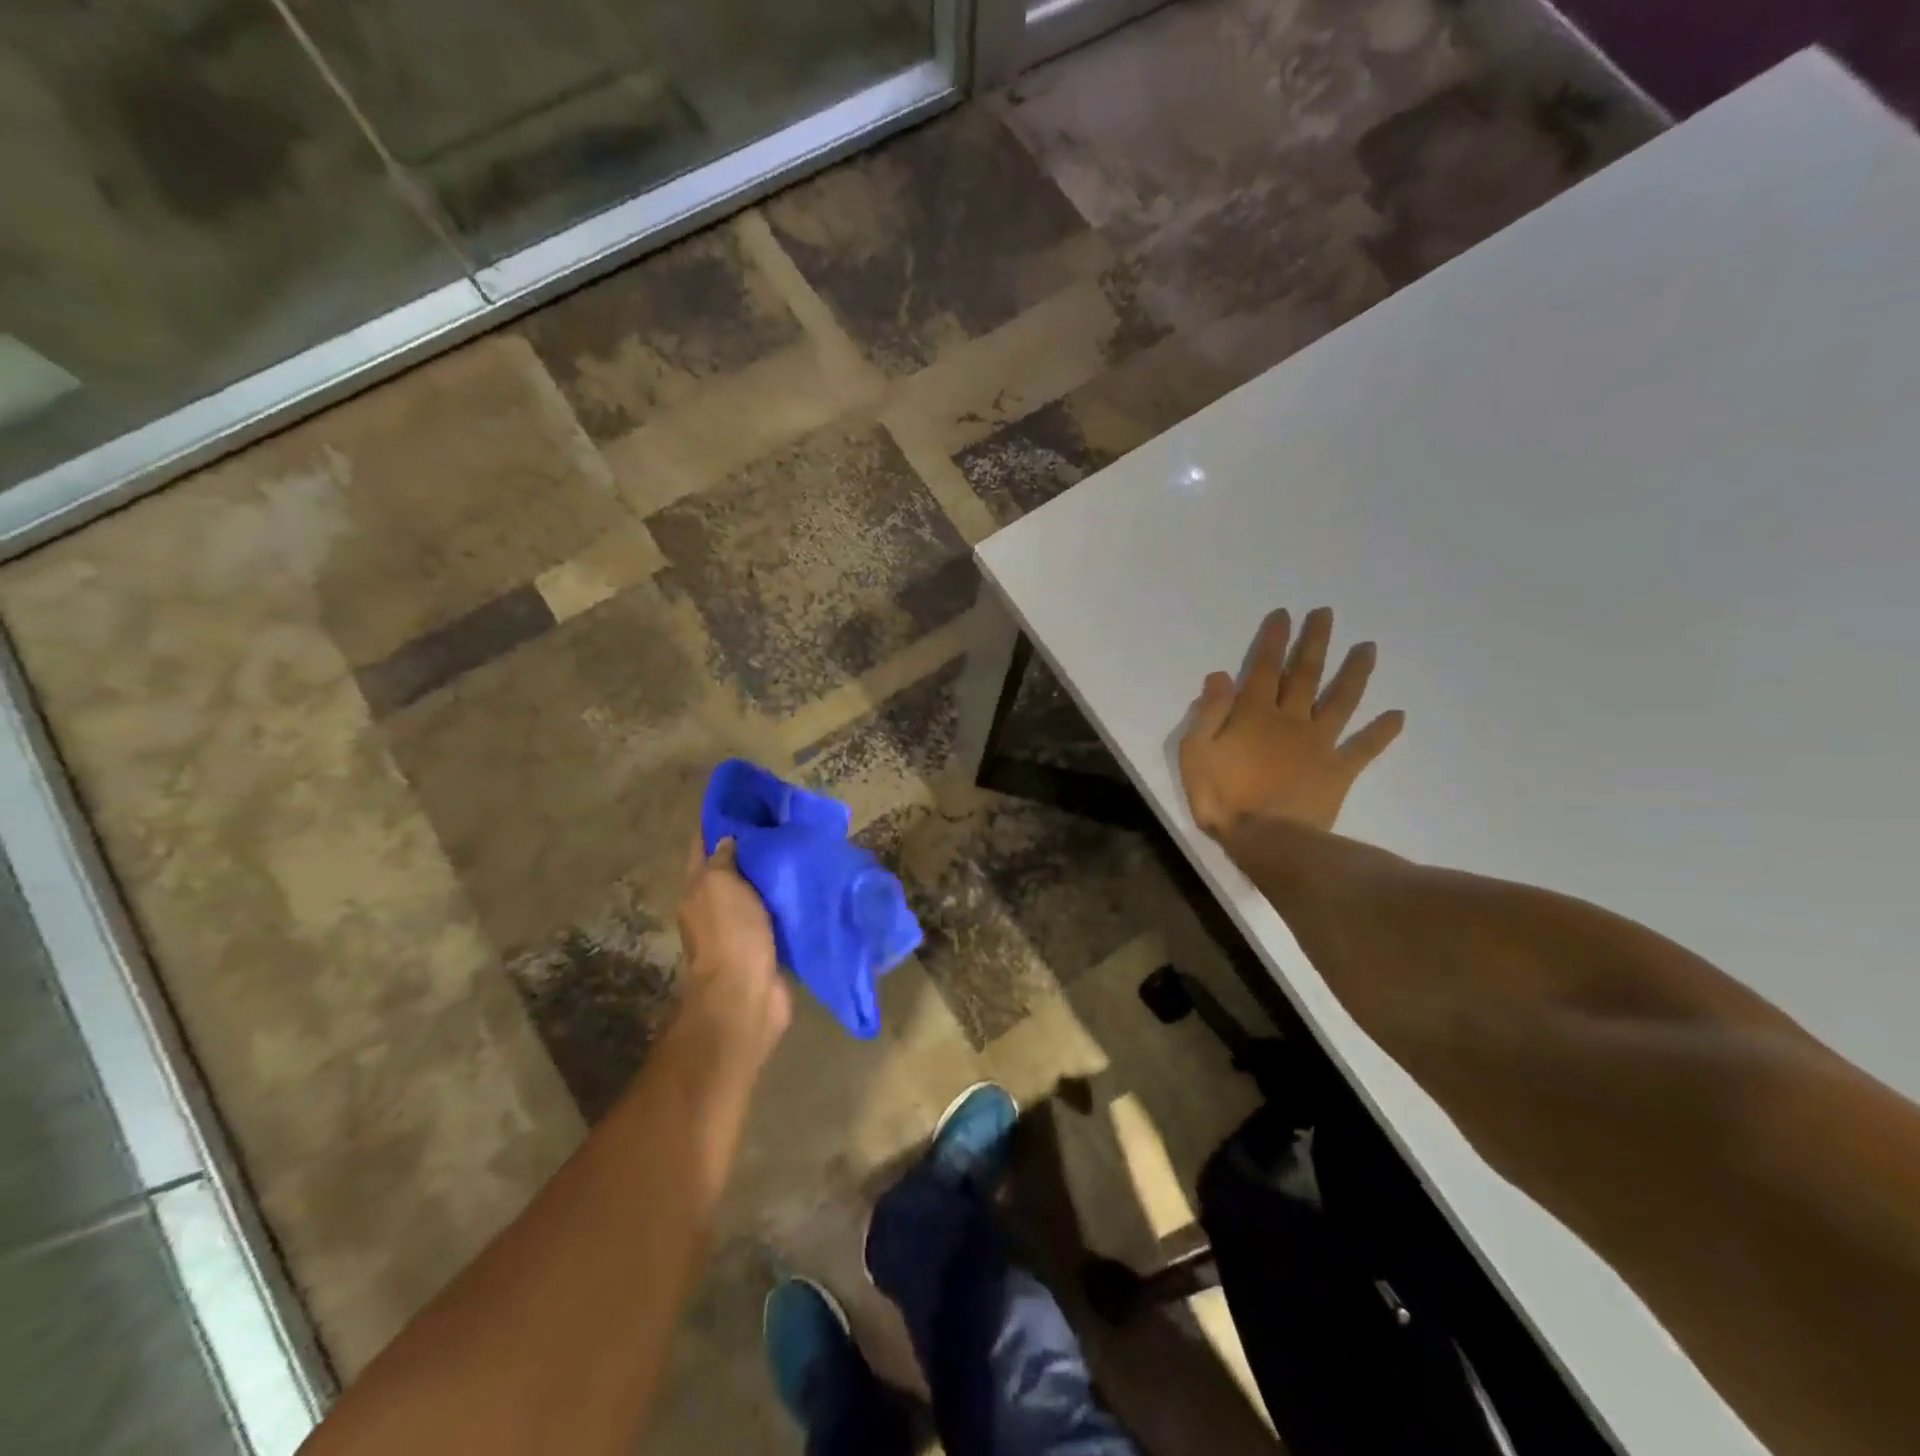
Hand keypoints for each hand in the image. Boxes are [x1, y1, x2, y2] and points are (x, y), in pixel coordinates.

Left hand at [675, 837, 789, 1063]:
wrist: (747, 994)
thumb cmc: (730, 933)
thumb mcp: (719, 885)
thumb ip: (723, 859)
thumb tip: (729, 838)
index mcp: (698, 889)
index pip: (704, 845)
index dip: (719, 820)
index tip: (745, 798)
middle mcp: (716, 905)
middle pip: (732, 867)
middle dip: (753, 845)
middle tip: (784, 820)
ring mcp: (742, 927)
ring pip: (758, 890)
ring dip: (774, 873)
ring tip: (802, 846)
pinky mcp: (768, 943)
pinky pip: (778, 912)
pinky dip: (789, 898)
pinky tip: (810, 883)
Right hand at [1180, 607, 1404, 838]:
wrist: (1267, 840)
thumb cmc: (1223, 797)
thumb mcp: (1196, 753)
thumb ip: (1208, 713)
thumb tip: (1219, 675)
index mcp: (1254, 714)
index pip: (1263, 667)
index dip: (1273, 640)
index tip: (1284, 614)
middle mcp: (1291, 719)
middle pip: (1305, 674)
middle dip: (1314, 642)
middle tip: (1327, 614)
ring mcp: (1319, 743)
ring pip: (1341, 700)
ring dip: (1355, 672)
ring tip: (1369, 648)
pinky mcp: (1338, 769)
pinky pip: (1364, 747)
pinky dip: (1382, 732)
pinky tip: (1398, 715)